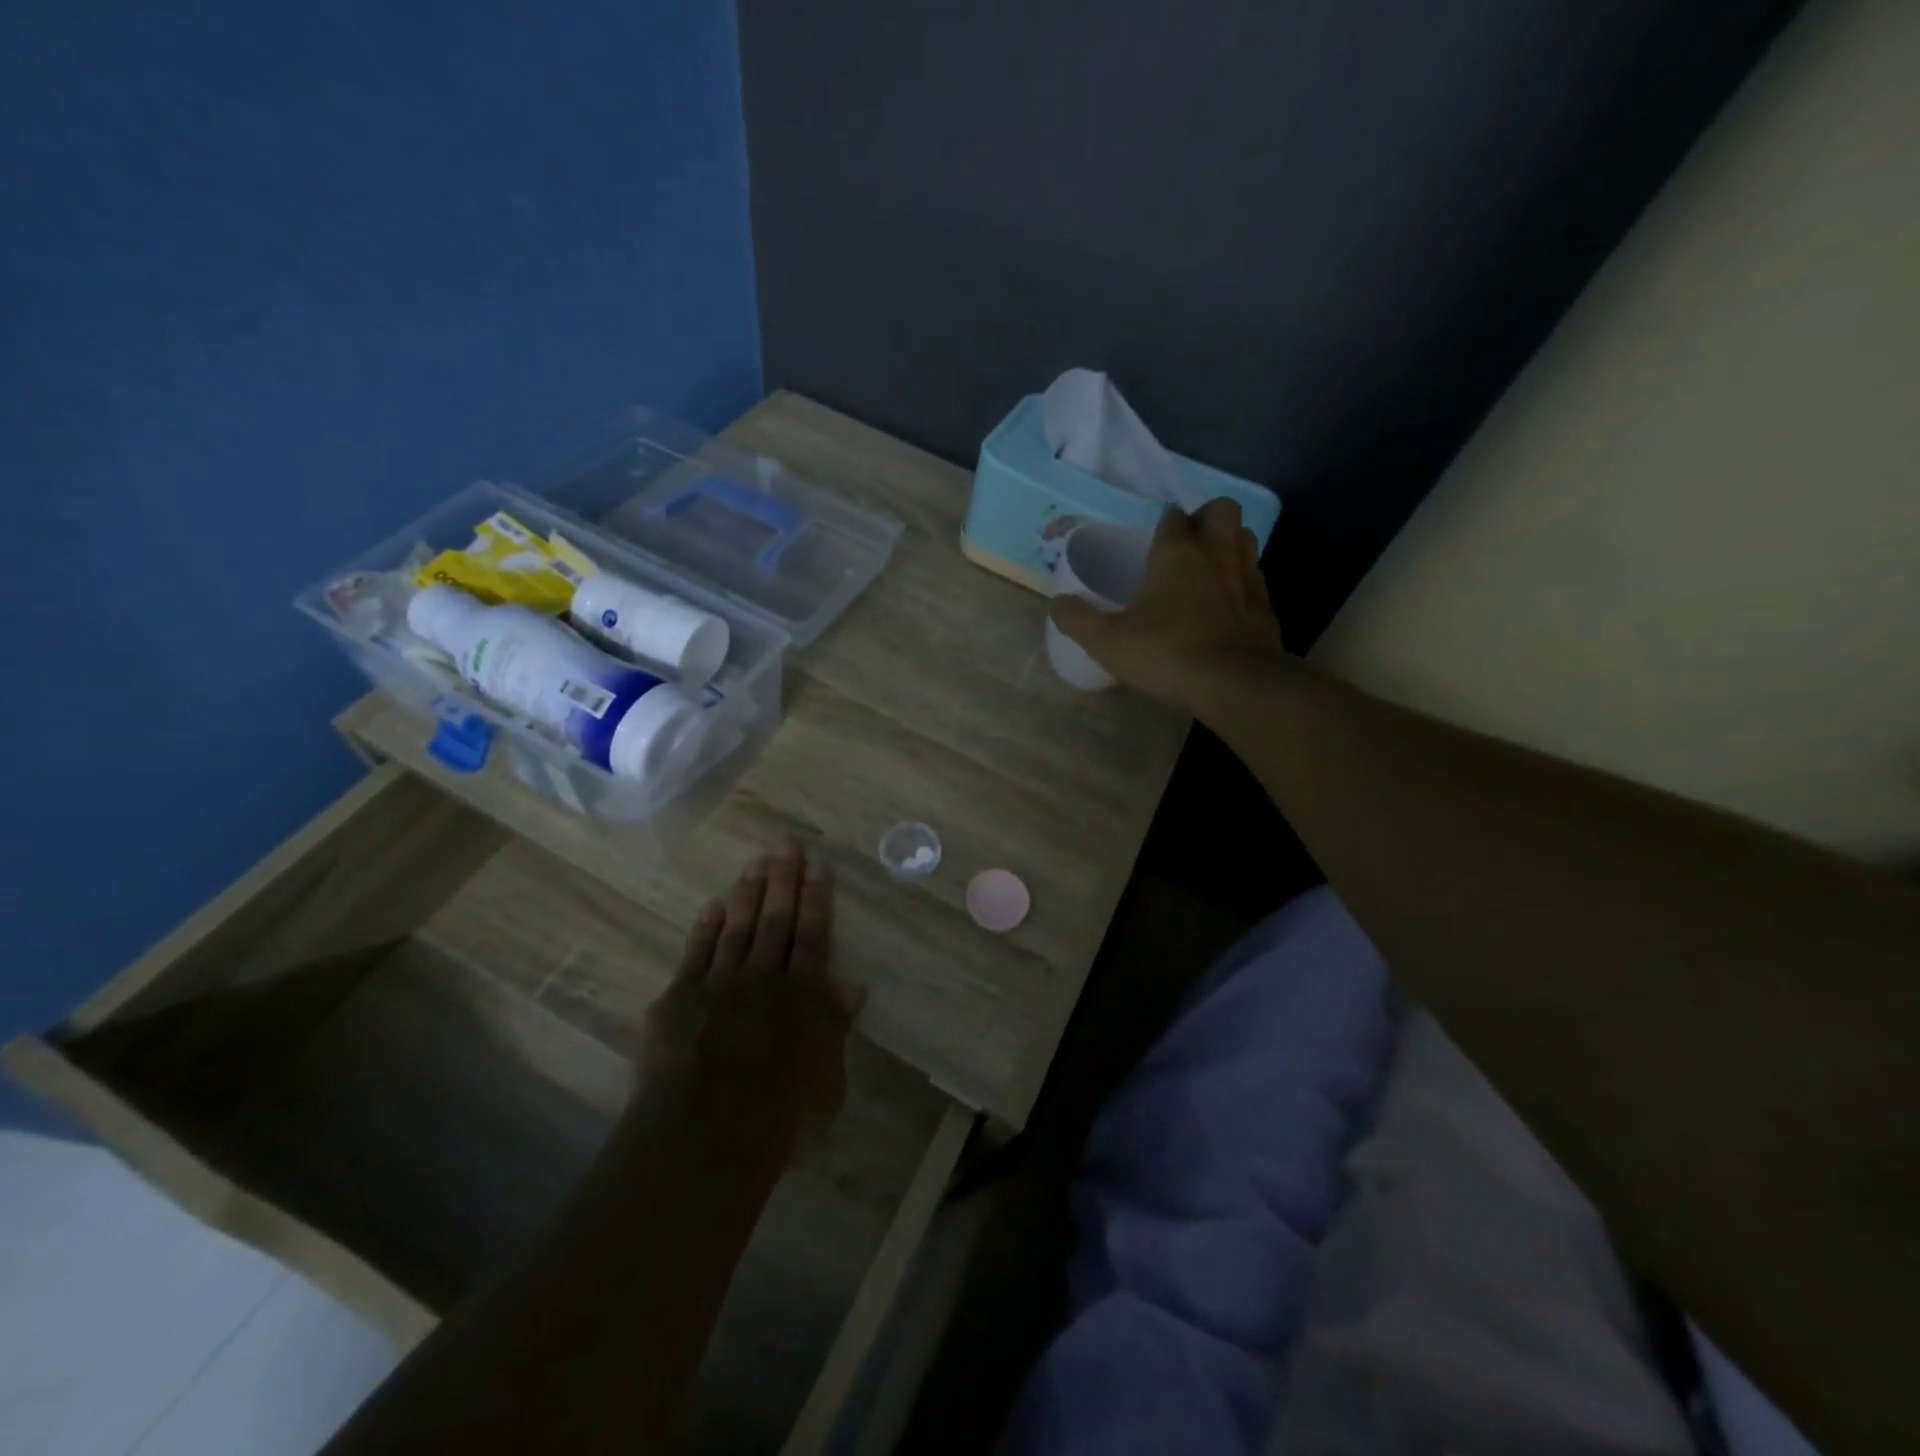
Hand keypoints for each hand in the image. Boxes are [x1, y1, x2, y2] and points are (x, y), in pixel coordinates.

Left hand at [638, 840, 865, 1151]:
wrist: (705, 1136)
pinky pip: (695, 954)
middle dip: (783, 878)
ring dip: (748, 893)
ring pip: (737, 927)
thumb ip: (836, 1028)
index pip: (812, 935)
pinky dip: (705, 928)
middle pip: (775, 919)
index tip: (817, 865)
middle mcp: (762, 979)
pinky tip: (712, 906)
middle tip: (785, 842)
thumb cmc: (779, 1117)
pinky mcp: (679, 999)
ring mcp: (718, 984)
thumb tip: (854, 986)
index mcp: (802, 996)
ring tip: (756, 862)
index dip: (816, 898)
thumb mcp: (827, 1081)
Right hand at [1049, 499, 1288, 712]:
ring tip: (1210, 568)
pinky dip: (1244, 582)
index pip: (1172, 516)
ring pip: (1245, 538)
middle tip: (1188, 544)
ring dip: (1230, 543)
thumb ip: (1078, 619)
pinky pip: (1256, 578)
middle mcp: (1216, 553)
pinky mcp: (1266, 605)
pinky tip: (1230, 605)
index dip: (1164, 522)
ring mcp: (1247, 577)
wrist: (1233, 683)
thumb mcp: (1106, 642)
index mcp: (1175, 552)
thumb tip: (1056, 603)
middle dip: (1206, 518)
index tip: (1154, 537)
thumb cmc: (1165, 653)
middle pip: (1221, 510)